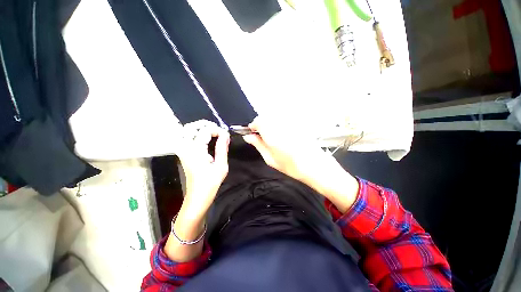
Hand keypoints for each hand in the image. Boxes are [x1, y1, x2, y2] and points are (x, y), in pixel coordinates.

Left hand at [176, 120, 229, 216]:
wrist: (197, 195)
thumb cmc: (210, 182)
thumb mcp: (221, 166)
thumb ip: (222, 148)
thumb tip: (225, 134)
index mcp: (195, 150)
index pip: (206, 131)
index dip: (218, 130)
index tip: (226, 136)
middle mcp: (185, 147)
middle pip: (190, 127)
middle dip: (205, 124)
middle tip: (217, 129)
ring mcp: (182, 150)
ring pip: (185, 131)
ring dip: (198, 128)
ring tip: (211, 131)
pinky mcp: (182, 153)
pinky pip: (185, 137)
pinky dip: (194, 133)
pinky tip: (204, 137)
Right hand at [243, 116, 358, 211]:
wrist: (315, 165)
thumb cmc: (291, 166)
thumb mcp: (270, 159)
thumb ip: (258, 145)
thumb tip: (248, 137)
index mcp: (272, 134)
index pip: (258, 121)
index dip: (253, 126)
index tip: (253, 133)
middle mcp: (281, 125)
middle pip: (266, 117)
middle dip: (261, 125)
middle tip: (262, 137)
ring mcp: (290, 123)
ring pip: (274, 118)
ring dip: (270, 125)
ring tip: (273, 138)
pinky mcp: (297, 123)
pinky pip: (283, 120)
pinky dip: (279, 125)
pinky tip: (283, 136)